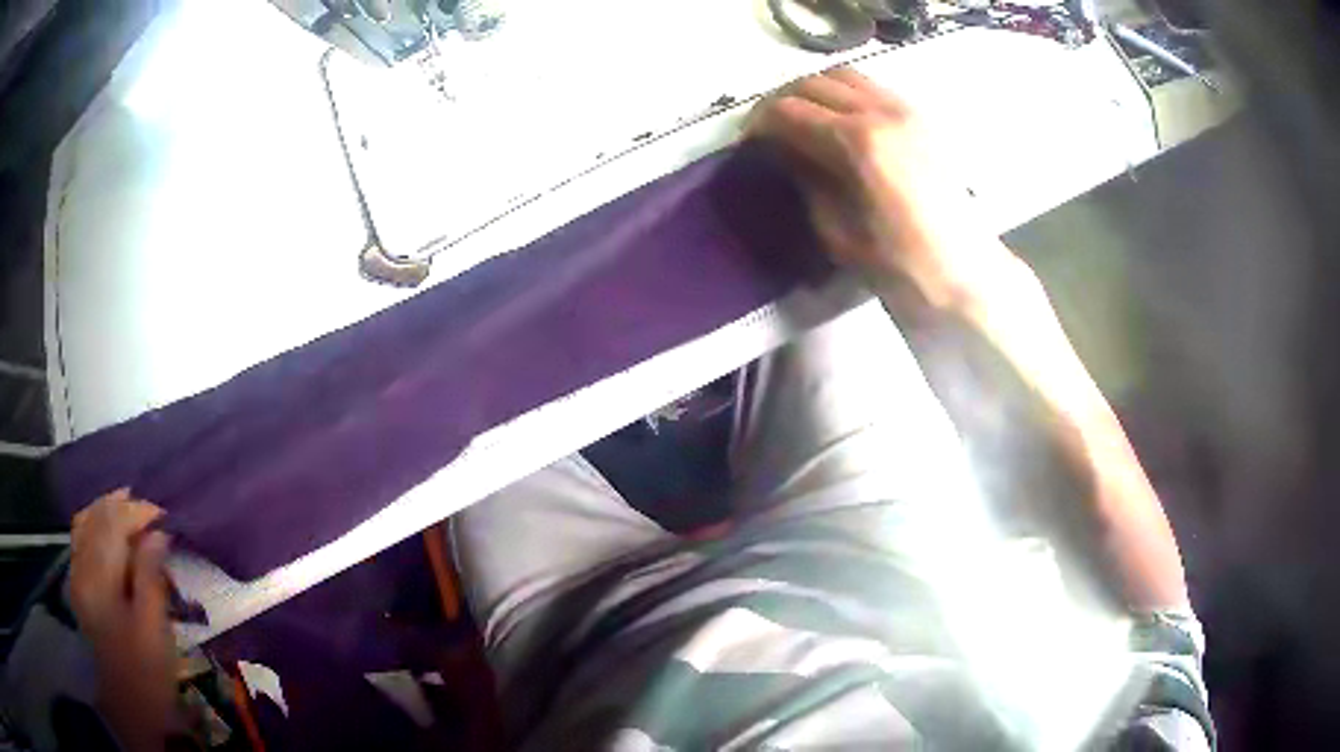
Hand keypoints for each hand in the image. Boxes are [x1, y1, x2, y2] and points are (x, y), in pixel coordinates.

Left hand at [71, 490, 176, 751]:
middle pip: (97, 516)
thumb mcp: (155, 633)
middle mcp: (81, 566)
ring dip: (107, 511)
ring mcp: (75, 573)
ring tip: (130, 511)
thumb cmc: (146, 675)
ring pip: (85, 521)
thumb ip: (152, 578)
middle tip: (152, 514)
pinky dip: (95, 523)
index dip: (139, 511)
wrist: (127, 710)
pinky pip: (80, 536)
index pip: (114, 523)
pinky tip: (108, 530)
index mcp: (100, 579)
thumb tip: (158, 533)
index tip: (165, 516)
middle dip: (124, 507)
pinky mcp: (76, 583)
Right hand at [749, 68, 1020, 308]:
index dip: (759, 123)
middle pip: (814, 82)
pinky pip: (873, 89)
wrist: (967, 276)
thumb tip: (785, 153)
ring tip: (803, 122)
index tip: (748, 142)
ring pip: (845, 76)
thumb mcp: (838, 231)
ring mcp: (907, 111)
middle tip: (769, 130)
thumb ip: (807, 180)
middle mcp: (882, 111)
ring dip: (815, 92)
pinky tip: (840, 124)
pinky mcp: (922, 120)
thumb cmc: (901, 267)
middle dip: (782, 101)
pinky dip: (846, 96)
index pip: (789, 110)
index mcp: (858, 141)